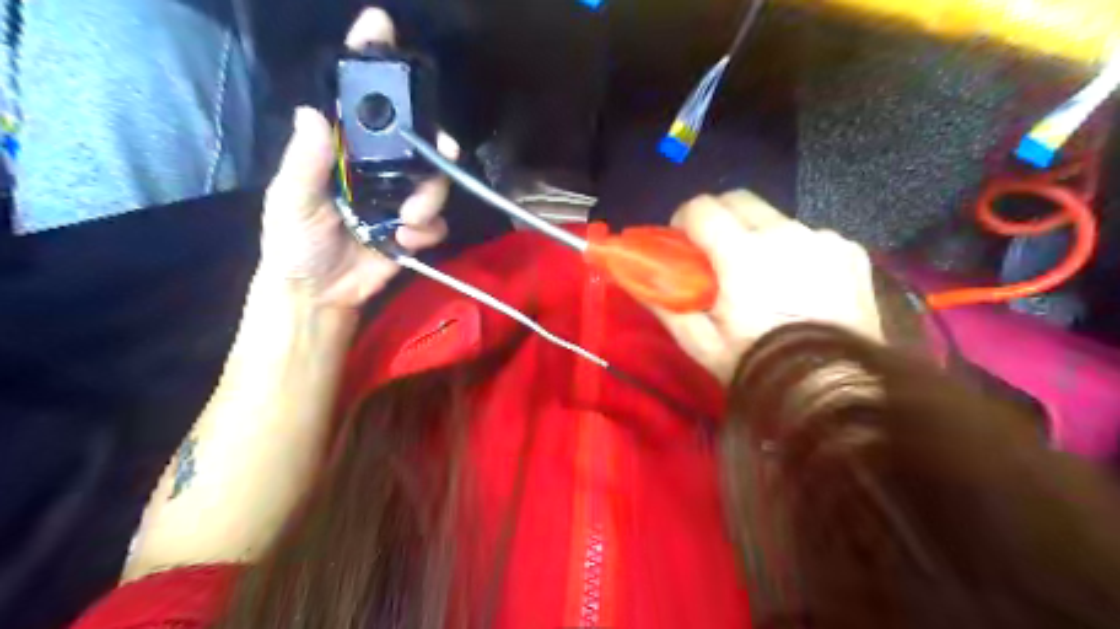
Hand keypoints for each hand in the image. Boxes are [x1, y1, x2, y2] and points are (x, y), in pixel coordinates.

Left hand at [258, 9, 458, 306]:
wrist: (321, 292)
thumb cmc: (295, 243)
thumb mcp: (290, 201)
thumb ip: (304, 162)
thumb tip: (312, 113)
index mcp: (342, 152)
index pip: (358, 101)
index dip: (369, 63)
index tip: (380, 26)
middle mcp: (377, 168)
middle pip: (416, 139)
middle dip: (433, 144)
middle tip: (441, 152)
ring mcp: (399, 198)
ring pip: (435, 180)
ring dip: (430, 198)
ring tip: (407, 220)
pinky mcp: (415, 228)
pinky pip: (437, 220)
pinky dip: (427, 230)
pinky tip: (404, 241)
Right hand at [654, 188, 878, 381]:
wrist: (832, 389)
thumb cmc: (757, 365)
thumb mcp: (701, 343)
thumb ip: (665, 303)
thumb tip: (633, 277)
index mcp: (743, 253)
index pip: (701, 207)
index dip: (683, 221)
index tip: (682, 243)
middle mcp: (784, 233)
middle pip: (739, 199)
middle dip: (719, 217)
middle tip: (714, 251)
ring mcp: (822, 239)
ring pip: (776, 218)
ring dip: (758, 236)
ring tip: (761, 275)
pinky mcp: (850, 251)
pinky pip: (810, 237)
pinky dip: (796, 251)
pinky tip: (799, 284)